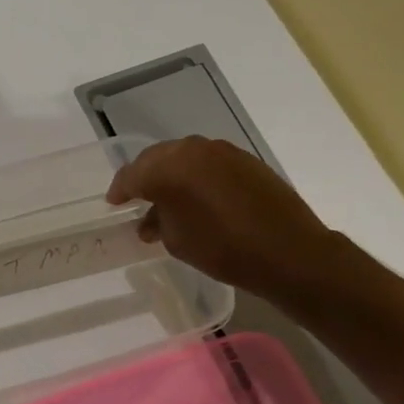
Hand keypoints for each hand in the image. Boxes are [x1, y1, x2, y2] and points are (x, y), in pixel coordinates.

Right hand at [106, 137, 335, 297]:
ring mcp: (221, 151)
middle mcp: (191, 151)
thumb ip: (158, 221)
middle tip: (137, 197)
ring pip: (183, 157)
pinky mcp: (244, 159)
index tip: (114, 203)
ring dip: (172, 175)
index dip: (120, 190)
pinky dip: (196, 175)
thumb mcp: (177, 241)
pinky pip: (208, 162)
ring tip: (169, 199)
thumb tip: (153, 216)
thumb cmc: (223, 250)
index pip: (132, 175)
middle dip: (144, 177)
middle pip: (156, 159)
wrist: (289, 252)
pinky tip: (198, 197)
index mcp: (167, 169)